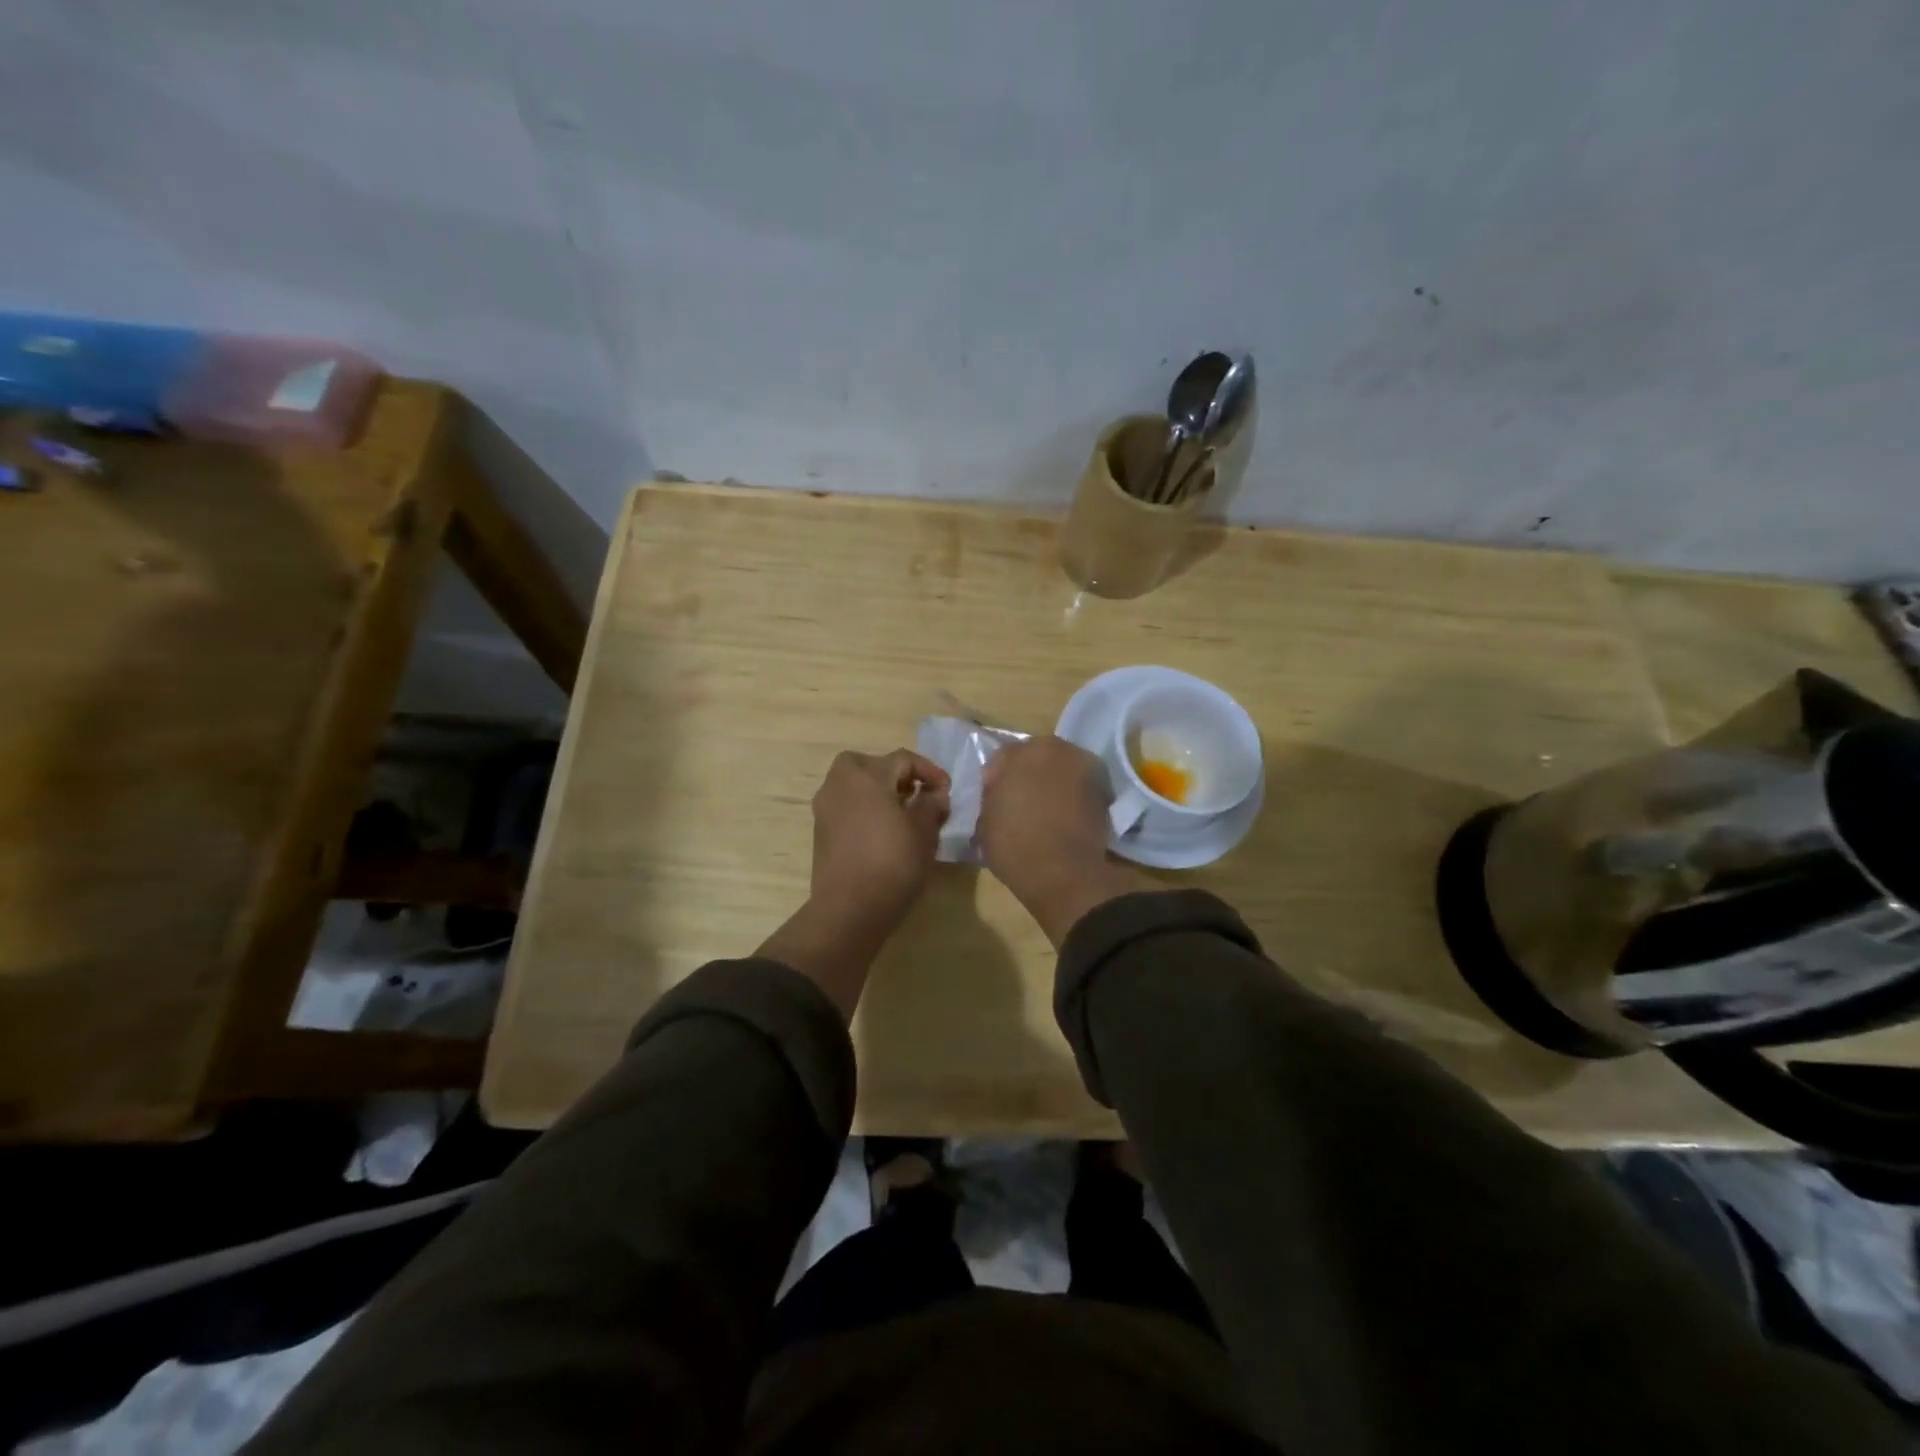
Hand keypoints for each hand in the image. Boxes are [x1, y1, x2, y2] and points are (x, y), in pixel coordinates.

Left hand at [809, 748, 950, 927]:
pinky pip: (847, 806)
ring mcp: (825, 807)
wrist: (850, 909)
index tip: (947, 791)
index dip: (930, 771)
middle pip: (872, 765)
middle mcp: (839, 783)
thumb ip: (931, 804)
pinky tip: (884, 831)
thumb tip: (934, 794)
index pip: (903, 759)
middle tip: (919, 795)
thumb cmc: (892, 862)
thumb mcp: (924, 831)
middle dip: (898, 776)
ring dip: (879, 792)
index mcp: (865, 775)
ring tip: (904, 814)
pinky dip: (865, 809)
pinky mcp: (820, 831)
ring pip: (856, 785)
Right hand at [978, 736, 1153, 944]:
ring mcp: (1087, 769)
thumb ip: (993, 796)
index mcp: (1024, 751)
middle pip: (1037, 758)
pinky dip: (1072, 799)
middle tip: (1019, 804)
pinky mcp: (1105, 793)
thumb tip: (1001, 792)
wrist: (1065, 874)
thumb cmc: (1015, 843)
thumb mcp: (985, 820)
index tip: (994, 801)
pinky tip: (1062, 821)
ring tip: (1044, 813)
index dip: (996, 779)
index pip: (1003, 757)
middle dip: (1028, 775)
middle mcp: (1059, 750)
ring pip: (1062, 771)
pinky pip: (1080, 790)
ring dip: (1053, 785)